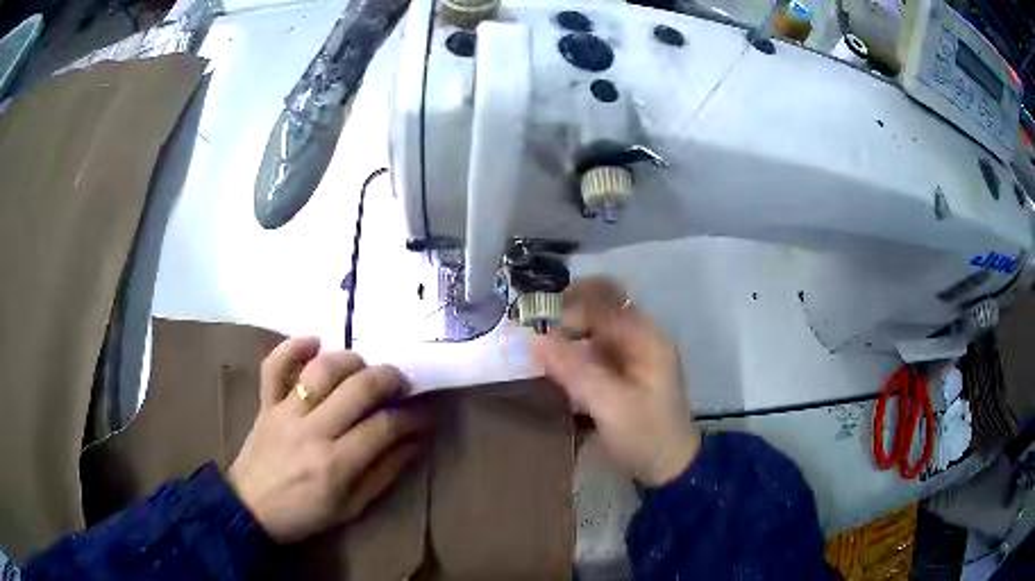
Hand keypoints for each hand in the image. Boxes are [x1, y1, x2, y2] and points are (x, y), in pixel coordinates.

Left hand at [228, 338, 431, 543]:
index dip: (413, 417)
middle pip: (358, 389)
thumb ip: (384, 473)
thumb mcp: (352, 507)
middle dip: (389, 378)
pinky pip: (274, 365)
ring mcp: (284, 412)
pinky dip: (293, 346)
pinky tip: (315, 340)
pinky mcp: (265, 403)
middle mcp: (312, 431)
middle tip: (401, 383)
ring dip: (350, 360)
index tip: (426, 413)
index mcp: (336, 464)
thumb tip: (415, 443)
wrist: (250, 510)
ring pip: (321, 370)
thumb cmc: (305, 514)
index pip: (384, 427)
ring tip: (363, 367)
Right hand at [531, 277, 700, 486]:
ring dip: (567, 331)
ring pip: (594, 326)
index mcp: (647, 337)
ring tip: (536, 344)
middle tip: (531, 326)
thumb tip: (535, 339)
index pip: (604, 302)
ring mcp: (633, 353)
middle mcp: (641, 336)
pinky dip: (573, 349)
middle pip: (600, 307)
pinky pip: (594, 347)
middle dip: (565, 312)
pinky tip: (553, 363)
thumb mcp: (609, 405)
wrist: (669, 465)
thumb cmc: (645, 435)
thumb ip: (574, 370)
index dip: (568, 304)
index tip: (534, 318)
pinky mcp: (624, 369)